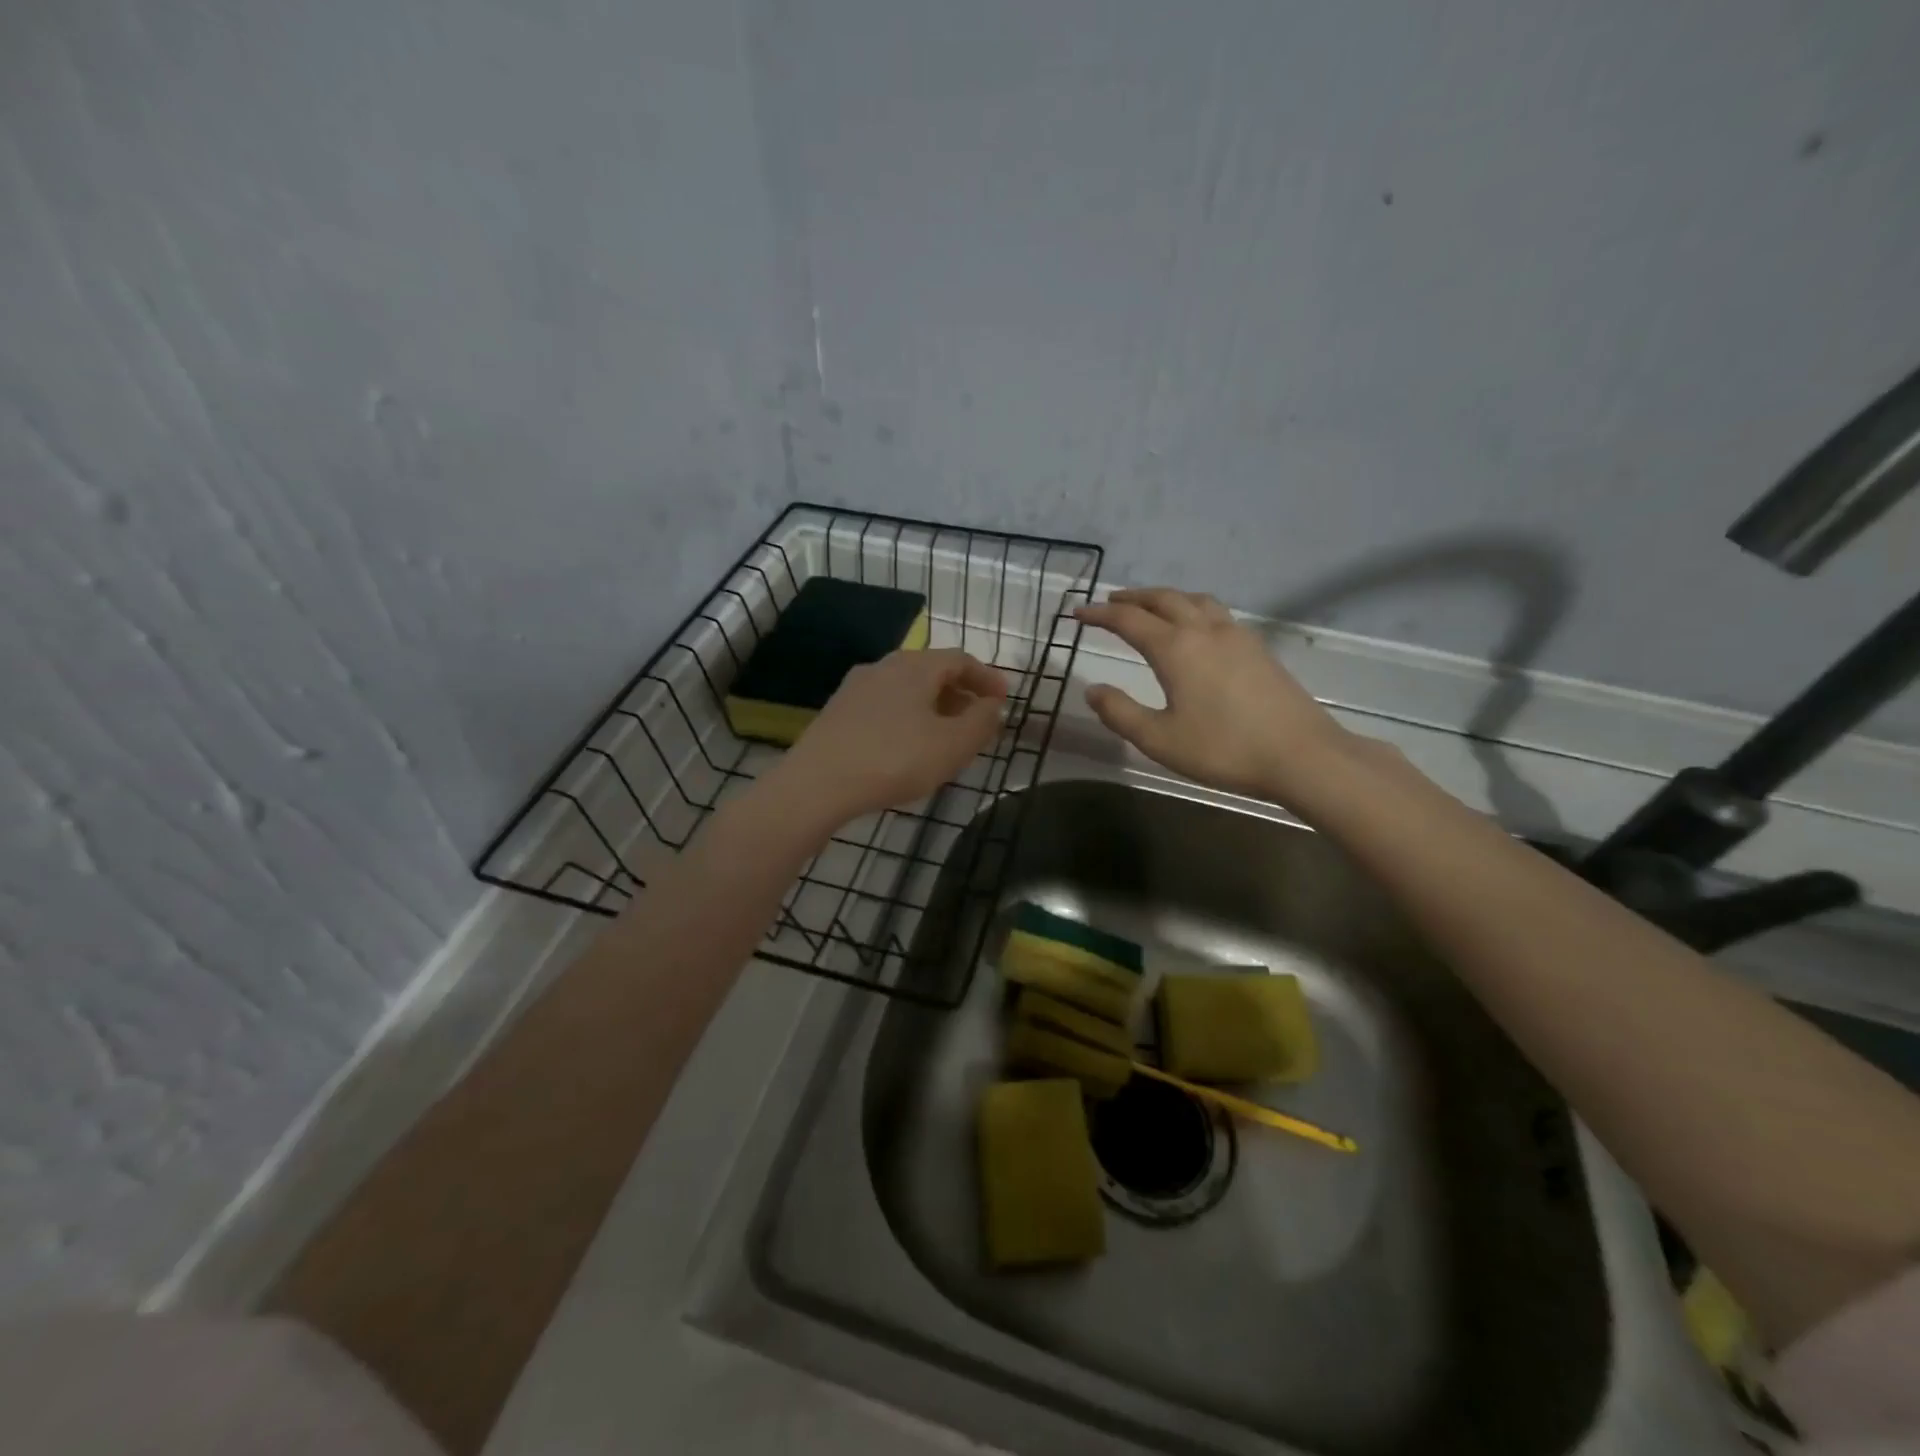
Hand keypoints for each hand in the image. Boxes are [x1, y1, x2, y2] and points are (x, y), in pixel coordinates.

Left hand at [777, 648, 1008, 820]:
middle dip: (960, 693)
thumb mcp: (952, 745)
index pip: (960, 659)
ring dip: (933, 707)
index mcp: (915, 666)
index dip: (987, 677)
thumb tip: (993, 705)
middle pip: (932, 671)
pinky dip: (908, 717)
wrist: (818, 783)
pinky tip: (908, 746)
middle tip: (978, 720)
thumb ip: (981, 722)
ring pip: (907, 689)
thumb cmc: (895, 760)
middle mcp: (884, 666)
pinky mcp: (838, 712)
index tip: (1003, 700)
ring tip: (946, 736)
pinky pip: (885, 706)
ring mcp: (856, 688)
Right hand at [1074, 588, 1354, 800]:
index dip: (1100, 614)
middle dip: (1132, 598)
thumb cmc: (1224, 749)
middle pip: (1163, 599)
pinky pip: (1216, 612)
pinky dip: (1192, 607)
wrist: (1301, 755)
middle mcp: (1204, 630)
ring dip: (1166, 597)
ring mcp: (1236, 635)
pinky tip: (1195, 628)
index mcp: (1176, 649)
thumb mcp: (1159, 739)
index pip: (1129, 620)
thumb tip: (1092, 690)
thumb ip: (1120, 713)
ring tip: (1151, 607)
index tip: (1078, 612)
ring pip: (1194, 599)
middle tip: (1110, 602)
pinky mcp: (1257, 648)